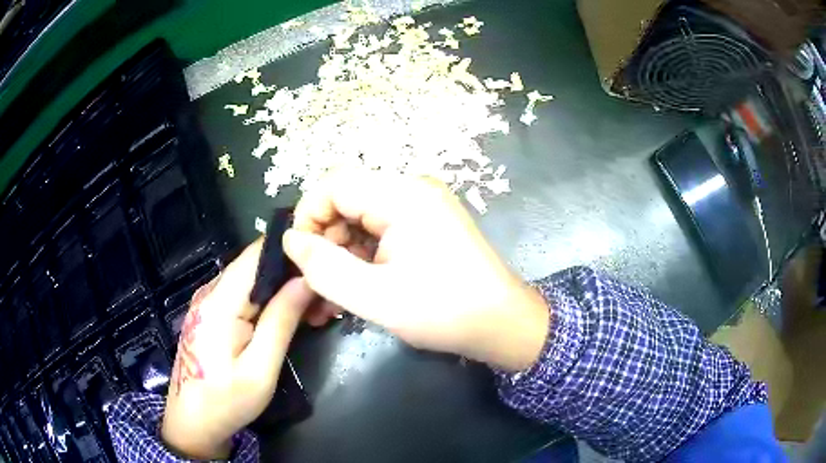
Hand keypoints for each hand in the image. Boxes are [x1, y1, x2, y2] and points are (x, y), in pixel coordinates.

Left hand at [161, 240, 314, 459]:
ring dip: (285, 290)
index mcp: (219, 302)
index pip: (258, 254)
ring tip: (315, 312)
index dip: (292, 252)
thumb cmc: (226, 401)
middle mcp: (211, 291)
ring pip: (254, 278)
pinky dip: (270, 301)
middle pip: (258, 264)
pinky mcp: (212, 312)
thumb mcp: (260, 369)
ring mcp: (209, 301)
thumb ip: (281, 322)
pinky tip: (290, 319)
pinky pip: (245, 294)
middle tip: (326, 301)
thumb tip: (307, 280)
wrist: (193, 421)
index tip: (324, 267)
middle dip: (294, 276)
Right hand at [283, 171, 549, 371]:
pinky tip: (356, 288)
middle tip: (316, 284)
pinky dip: (363, 257)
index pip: (334, 185)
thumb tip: (291, 240)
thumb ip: (323, 268)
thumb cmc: (444, 311)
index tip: (300, 258)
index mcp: (402, 195)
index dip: (308, 217)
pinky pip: (381, 231)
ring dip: (342, 254)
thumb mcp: (374, 297)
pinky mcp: (426, 224)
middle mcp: (412, 189)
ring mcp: (422, 206)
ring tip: (332, 296)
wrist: (502, 323)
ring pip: (361, 219)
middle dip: (325, 241)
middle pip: (347, 200)